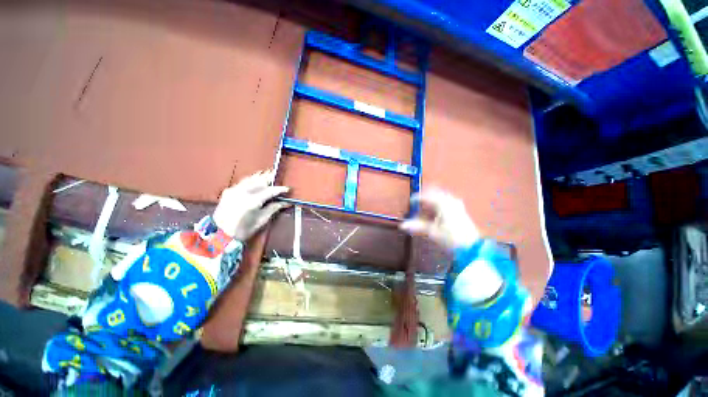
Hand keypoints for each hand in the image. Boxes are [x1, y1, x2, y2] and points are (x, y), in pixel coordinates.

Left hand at [212, 170, 289, 239]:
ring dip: (261, 177)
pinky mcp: (228, 191)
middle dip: (270, 178)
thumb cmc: (243, 230)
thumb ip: (273, 208)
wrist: (219, 234)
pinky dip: (251, 180)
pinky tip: (255, 181)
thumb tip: (285, 202)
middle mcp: (243, 192)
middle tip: (279, 178)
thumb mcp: (261, 220)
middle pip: (260, 181)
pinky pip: (243, 182)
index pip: (270, 191)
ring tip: (268, 176)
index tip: (287, 189)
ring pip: (251, 179)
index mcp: (252, 201)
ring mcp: (234, 190)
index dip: (280, 189)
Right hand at [400, 188, 479, 248]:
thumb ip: (417, 226)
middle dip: (424, 198)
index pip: (426, 196)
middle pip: (434, 193)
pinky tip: (434, 212)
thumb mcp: (432, 231)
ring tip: (424, 209)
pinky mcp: (459, 209)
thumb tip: (402, 225)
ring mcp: (456, 204)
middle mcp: (450, 200)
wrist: (471, 247)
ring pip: (440, 197)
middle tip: (416, 204)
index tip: (410, 202)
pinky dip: (437, 205)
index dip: (417, 198)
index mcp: (443, 203)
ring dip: (431, 201)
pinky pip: (445, 201)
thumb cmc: (451, 238)